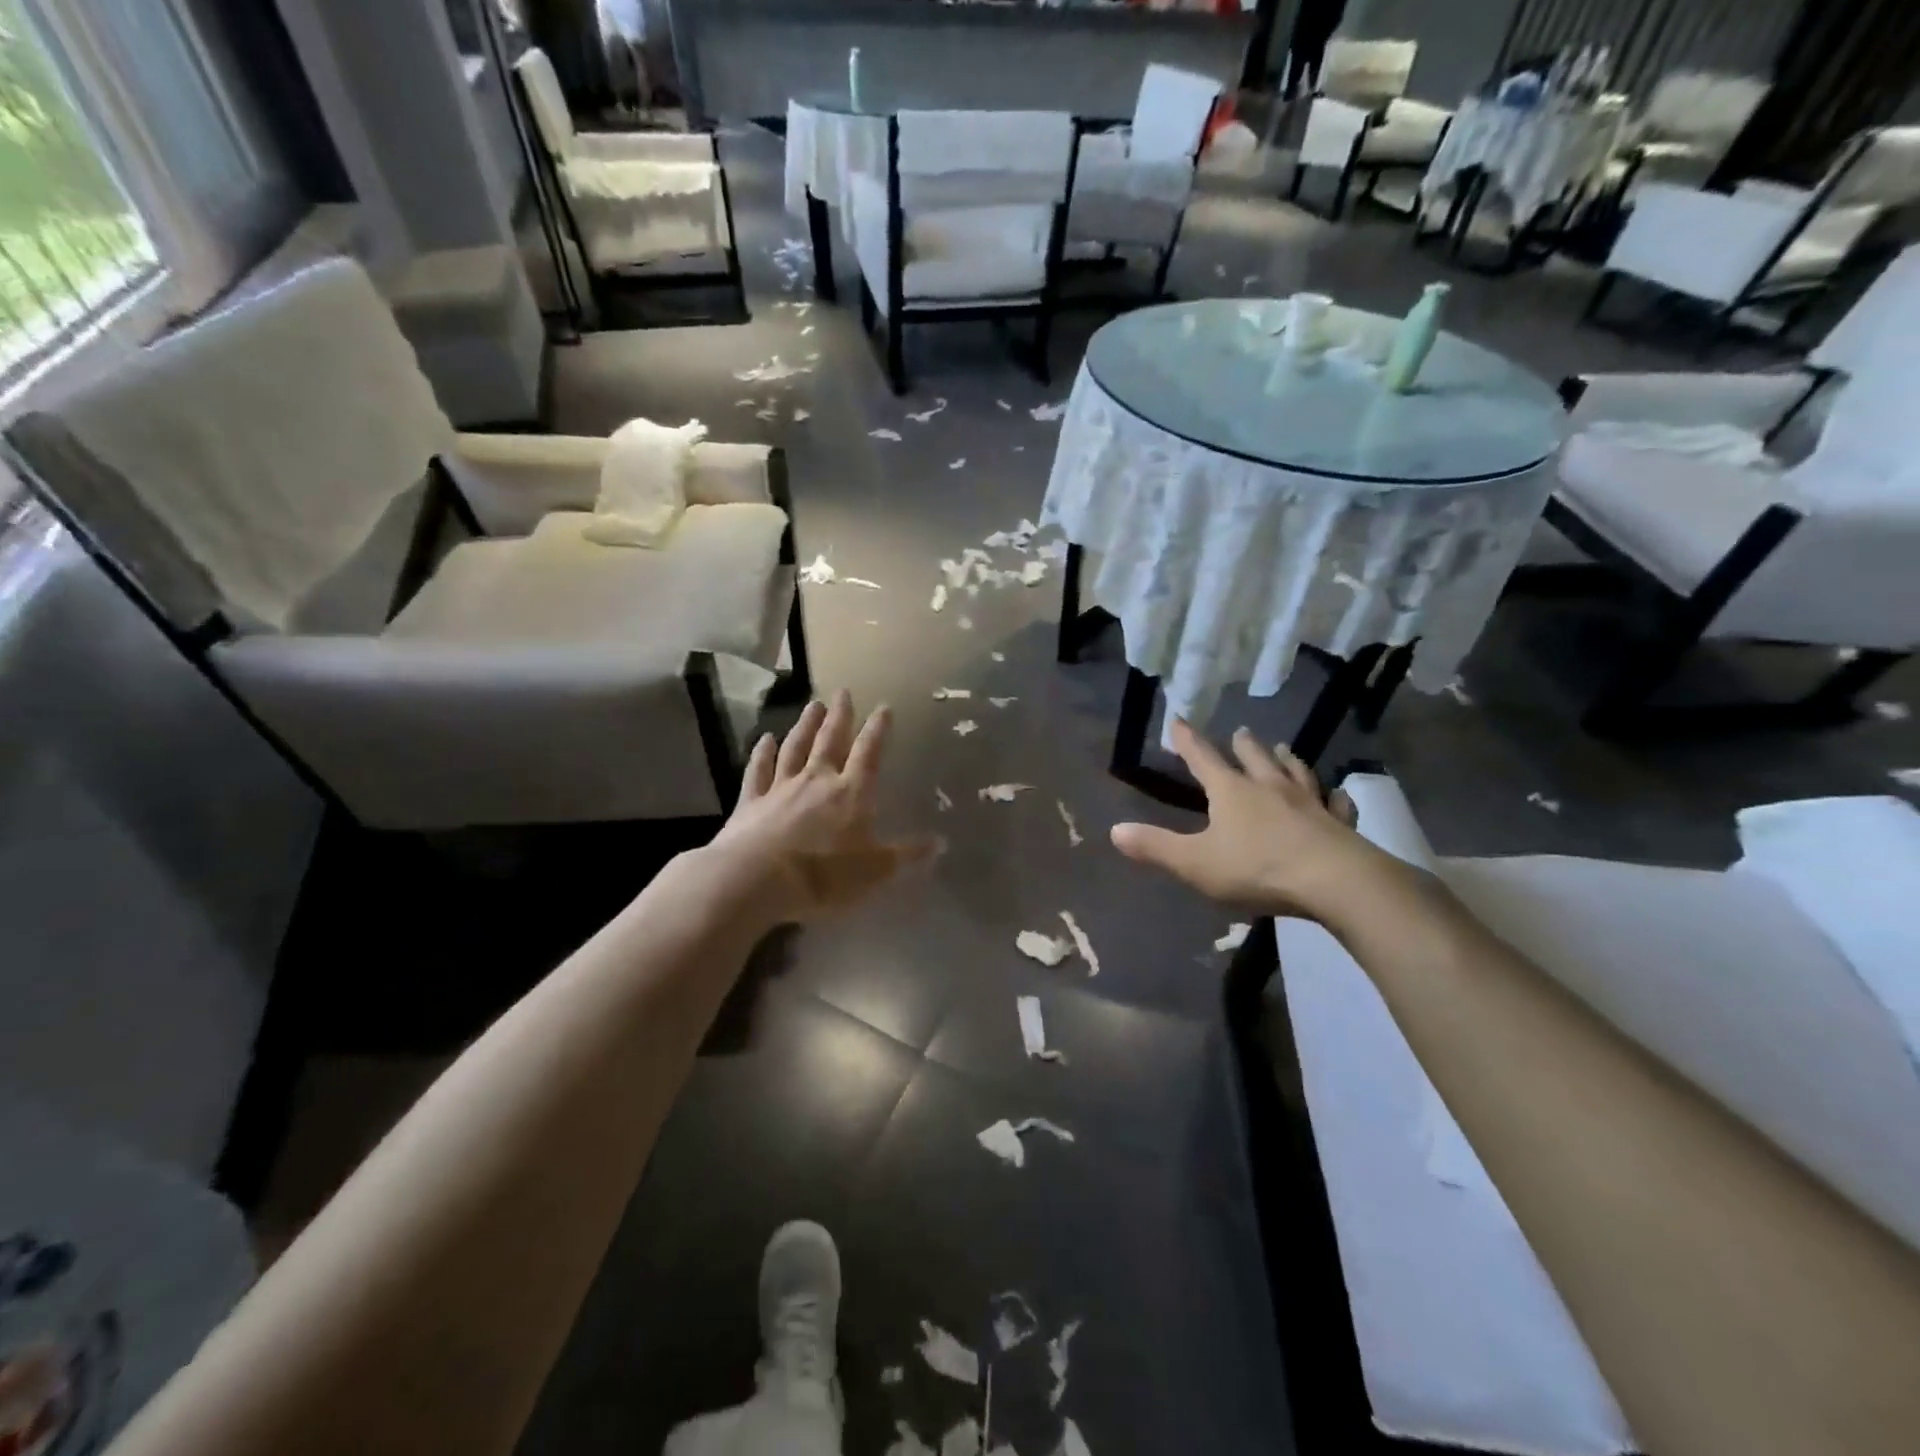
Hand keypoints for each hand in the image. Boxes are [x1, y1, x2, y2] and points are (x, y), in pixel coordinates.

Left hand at [706, 691, 940, 926]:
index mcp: (851, 793)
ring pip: (795, 747)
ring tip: (813, 705)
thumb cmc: (824, 876)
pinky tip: (765, 739)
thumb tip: (941, 843)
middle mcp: (817, 780)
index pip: (868, 753)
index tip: (883, 707)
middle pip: (830, 741)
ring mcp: (781, 787)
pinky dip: (762, 753)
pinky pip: (758, 770)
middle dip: (840, 716)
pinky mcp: (751, 801)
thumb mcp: (875, 871)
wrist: (757, 880)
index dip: (878, 730)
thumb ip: (906, 855)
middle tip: (843, 691)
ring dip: (805, 725)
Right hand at [1110, 719, 1400, 921]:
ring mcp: (1309, 803)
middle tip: (1241, 732)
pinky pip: (1336, 804)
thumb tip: (1114, 830)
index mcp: (1231, 792)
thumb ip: (1155, 847)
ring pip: (1296, 772)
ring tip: (1283, 749)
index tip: (1178, 720)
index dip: (1187, 740)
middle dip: (1243, 745)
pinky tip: (1336, 794)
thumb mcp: (1194, 862)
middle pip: (1254, 758)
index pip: (1202, 758)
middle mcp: (1269, 787)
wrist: (1333, 881)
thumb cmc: (1256, 868)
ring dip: (1286, 760)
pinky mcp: (1339, 823)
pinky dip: (1333, 796)